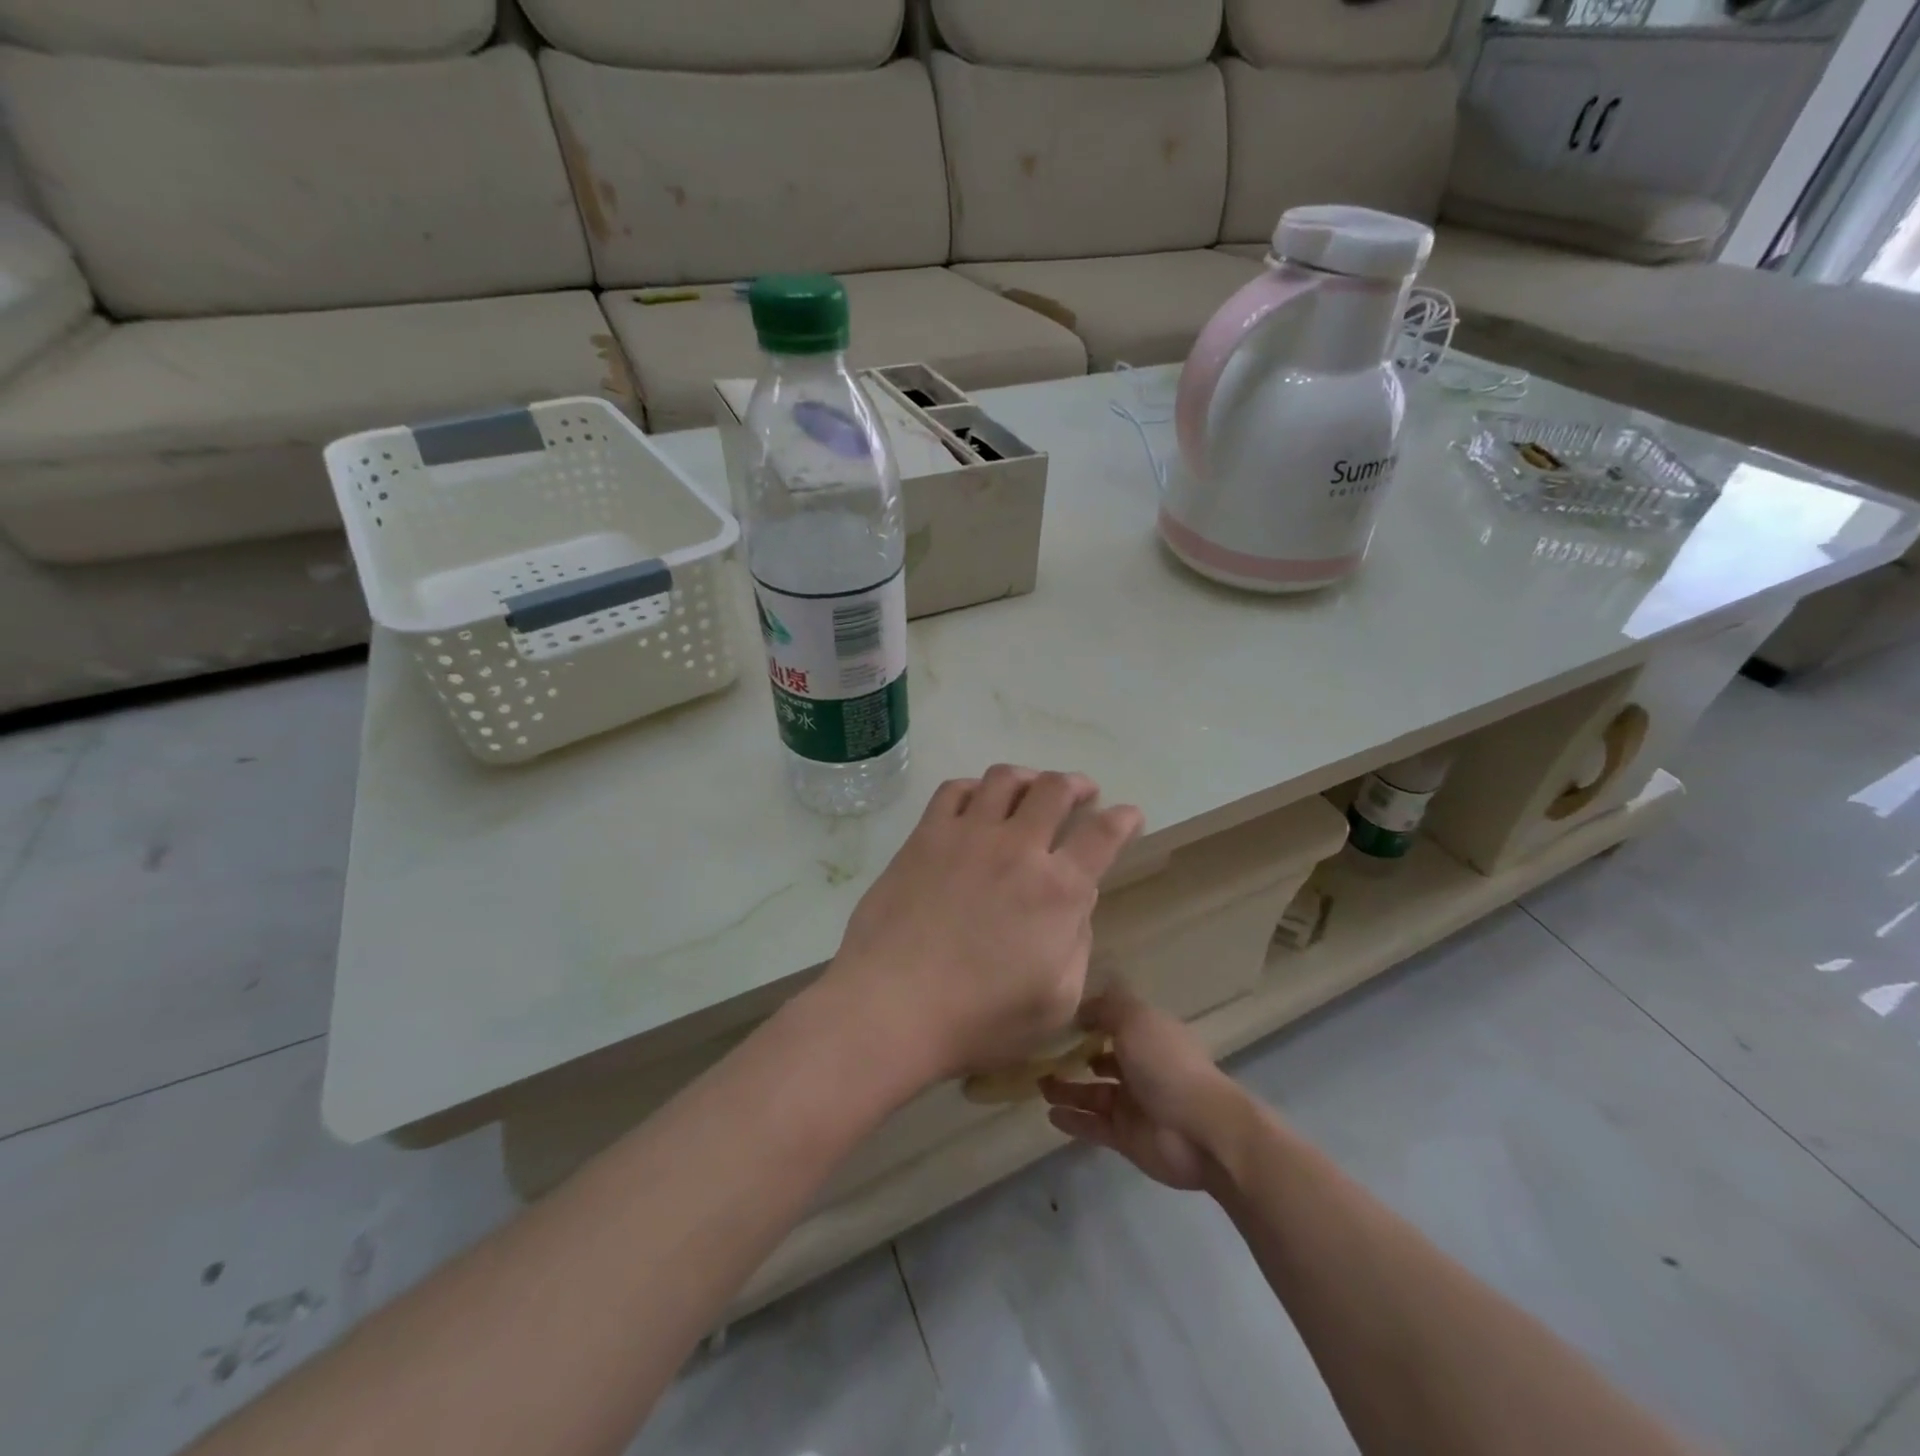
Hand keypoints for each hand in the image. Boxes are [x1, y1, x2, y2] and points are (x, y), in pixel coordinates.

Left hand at [825, 765, 1142, 1086]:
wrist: (891, 1006)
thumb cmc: (978, 1019)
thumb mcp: (1055, 1002)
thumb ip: (1077, 946)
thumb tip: (1076, 905)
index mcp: (1059, 890)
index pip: (1103, 836)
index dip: (1124, 819)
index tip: (1129, 814)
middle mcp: (1018, 848)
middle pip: (1056, 789)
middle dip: (1078, 784)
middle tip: (1083, 791)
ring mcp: (968, 835)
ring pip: (1005, 778)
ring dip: (1029, 776)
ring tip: (1032, 786)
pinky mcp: (926, 836)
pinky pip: (954, 790)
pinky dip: (974, 787)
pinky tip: (977, 800)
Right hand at [1041, 985, 1243, 1191]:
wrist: (1201, 1131)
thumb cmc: (1166, 1064)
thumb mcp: (1134, 1019)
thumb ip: (1105, 1007)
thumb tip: (1081, 1006)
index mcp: (1149, 1035)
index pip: (1115, 1022)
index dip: (1089, 1018)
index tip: (1058, 1017)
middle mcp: (1142, 1067)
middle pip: (1102, 1058)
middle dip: (1074, 1055)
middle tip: (1041, 1054)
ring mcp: (1134, 1104)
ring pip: (1093, 1093)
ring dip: (1067, 1088)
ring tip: (1039, 1084)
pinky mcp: (1127, 1137)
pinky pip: (1093, 1125)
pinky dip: (1073, 1120)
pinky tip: (1049, 1114)